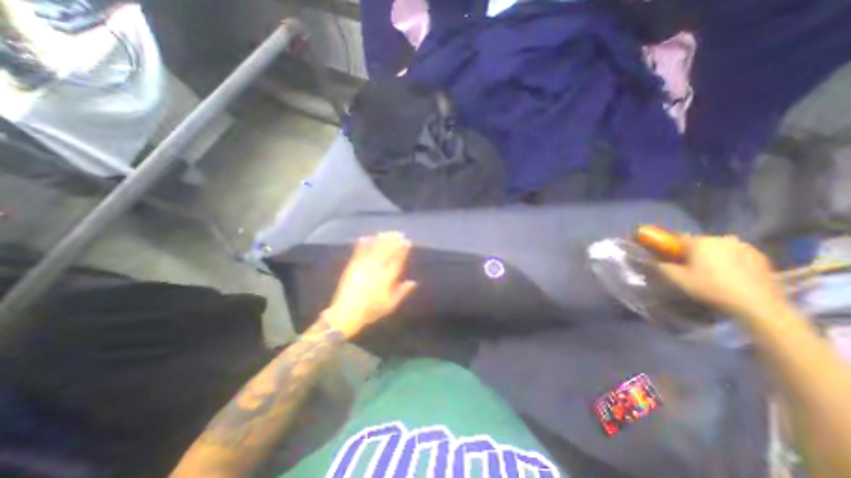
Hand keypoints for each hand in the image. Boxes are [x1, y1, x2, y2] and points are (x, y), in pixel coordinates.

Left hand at [324, 232, 417, 335]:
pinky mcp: (353, 265)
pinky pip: (359, 250)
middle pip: (387, 250)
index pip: (397, 259)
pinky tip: (367, 237)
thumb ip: (402, 291)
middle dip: (394, 240)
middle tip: (400, 233)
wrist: (347, 312)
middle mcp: (377, 268)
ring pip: (375, 248)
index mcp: (387, 277)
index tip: (407, 241)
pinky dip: (364, 243)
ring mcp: (364, 265)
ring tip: (387, 232)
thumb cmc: (371, 310)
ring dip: (382, 239)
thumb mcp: (390, 304)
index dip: (403, 249)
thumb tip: (414, 282)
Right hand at [657, 234, 790, 318]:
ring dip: (711, 255)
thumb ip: (661, 266)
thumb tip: (651, 259)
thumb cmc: (711, 288)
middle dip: (692, 252)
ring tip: (710, 271)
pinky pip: (736, 254)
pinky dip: (729, 260)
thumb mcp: (677, 279)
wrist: (759, 305)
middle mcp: (721, 238)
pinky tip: (729, 275)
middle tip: (688, 267)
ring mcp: (745, 246)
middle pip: (699, 243)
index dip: (670, 247)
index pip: (677, 238)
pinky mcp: (761, 256)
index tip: (667, 256)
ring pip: (718, 248)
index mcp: (700, 241)